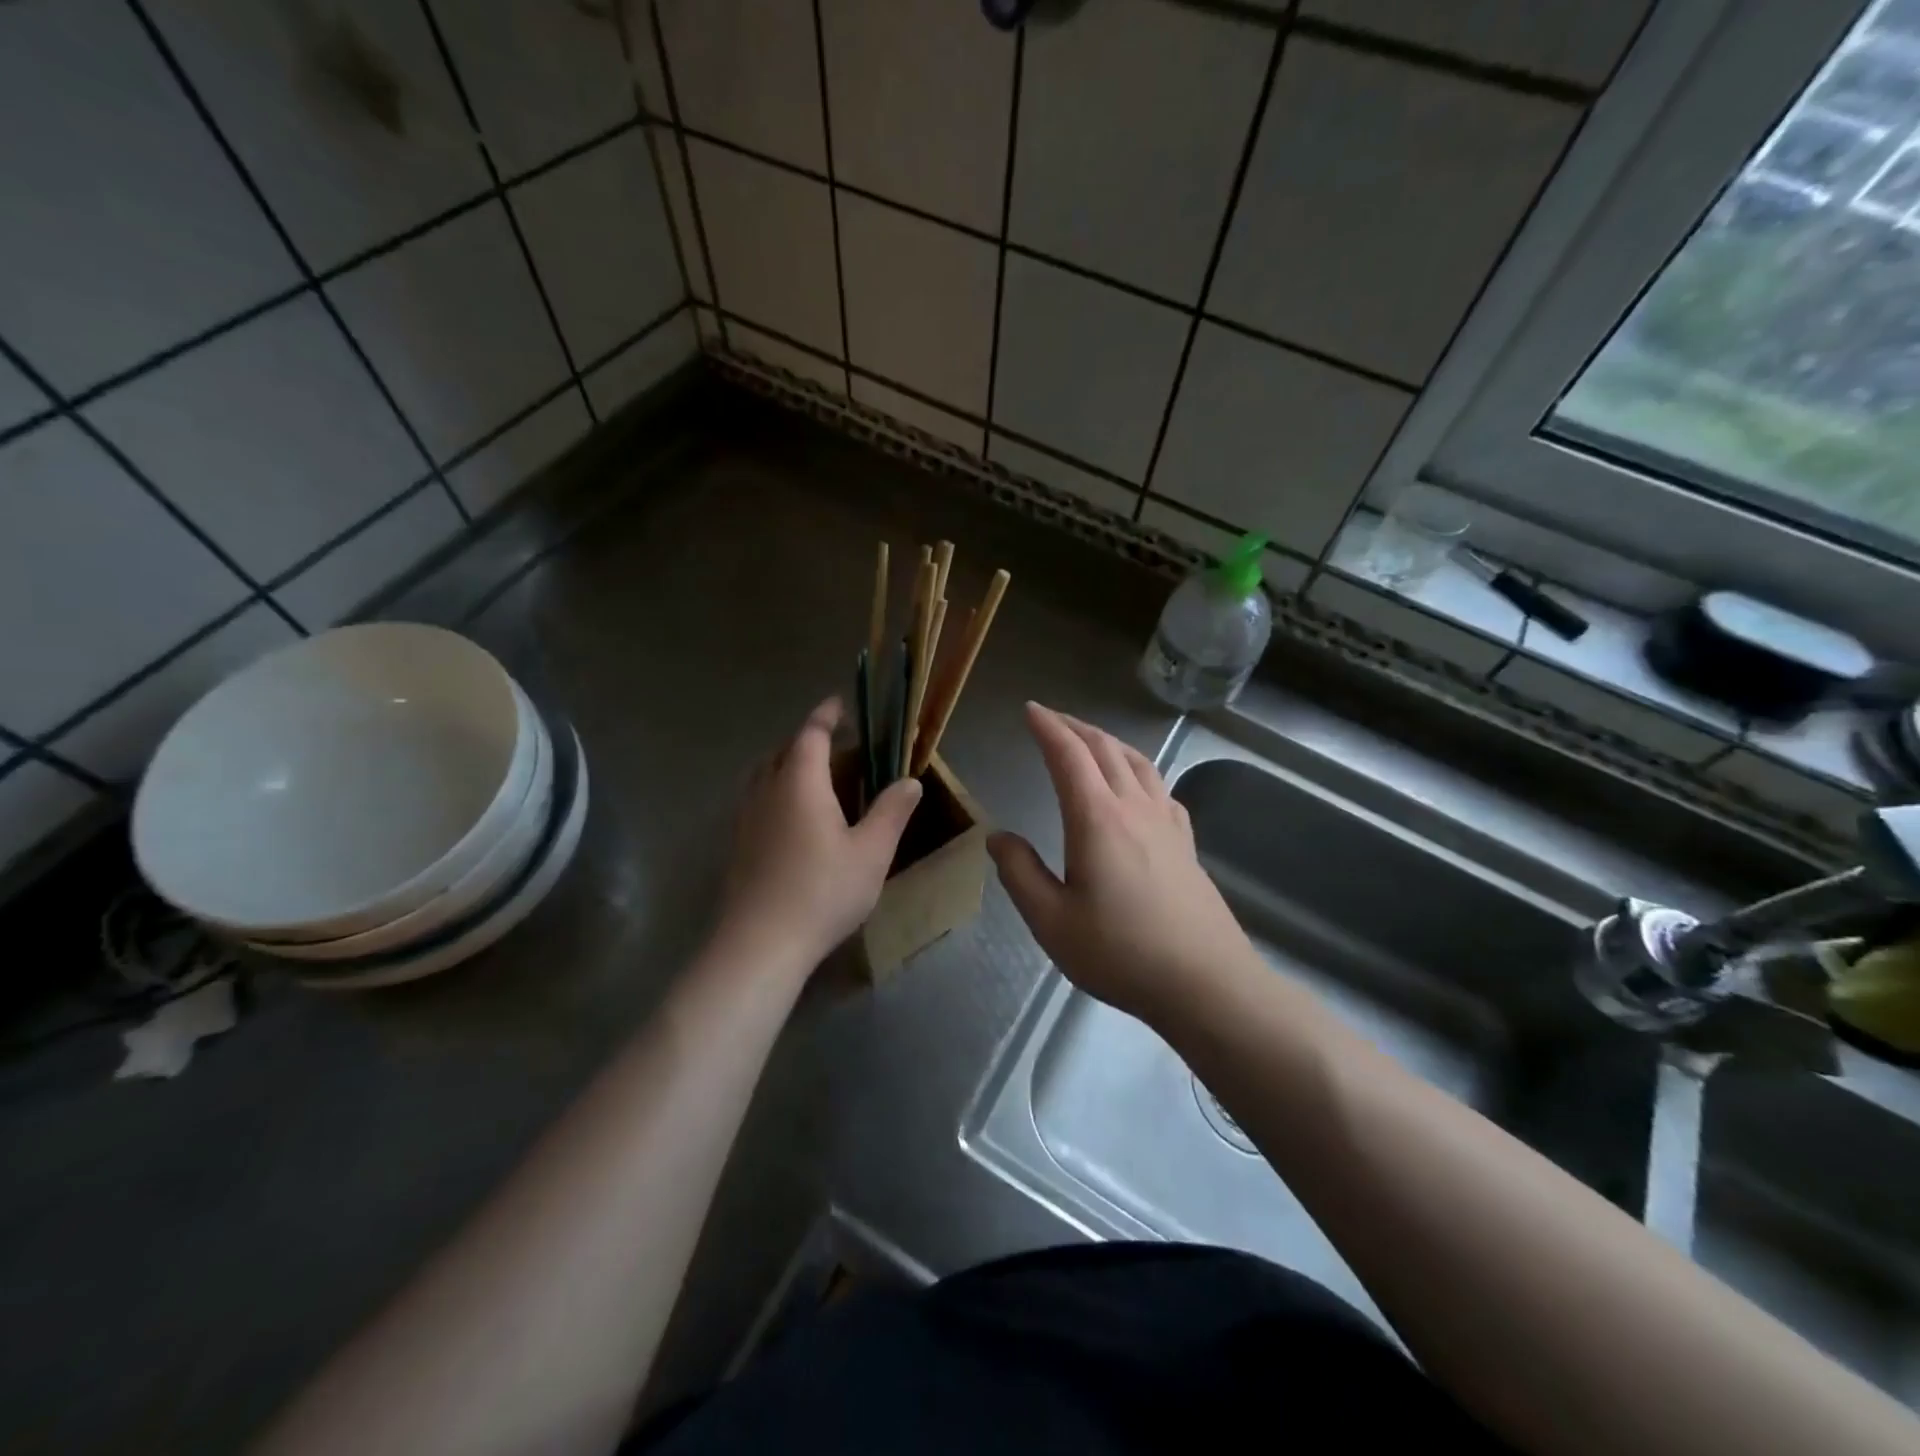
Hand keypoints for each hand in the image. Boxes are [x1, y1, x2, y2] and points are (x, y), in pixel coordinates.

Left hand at [719, 697, 921, 967]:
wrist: (760, 943)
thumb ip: (892, 812)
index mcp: (800, 782)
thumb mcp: (871, 852)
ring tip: (814, 777)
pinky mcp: (737, 844)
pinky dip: (775, 791)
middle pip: (782, 750)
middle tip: (836, 745)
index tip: (841, 703)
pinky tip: (793, 818)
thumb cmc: (822, 891)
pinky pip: (756, 799)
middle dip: (808, 740)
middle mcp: (767, 790)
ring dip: (787, 764)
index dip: (826, 715)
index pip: (811, 734)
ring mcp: (746, 818)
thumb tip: (911, 781)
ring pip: (763, 774)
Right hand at [989, 703, 1254, 1022]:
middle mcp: (1134, 808)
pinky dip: (1140, 769)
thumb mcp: (1052, 921)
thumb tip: (998, 837)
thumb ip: (1020, 874)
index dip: (1048, 728)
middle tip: (1051, 717)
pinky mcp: (1186, 842)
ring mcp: (1166, 823)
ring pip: (1137, 762)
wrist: (1205, 982)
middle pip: (1105, 749)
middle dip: (1075, 727)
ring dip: (1108, 742)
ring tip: (1090, 740)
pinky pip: (1160, 787)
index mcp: (1097, 819)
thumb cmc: (1121, 953)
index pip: (1069, 756)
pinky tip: (1138, 785)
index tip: (1030, 710)